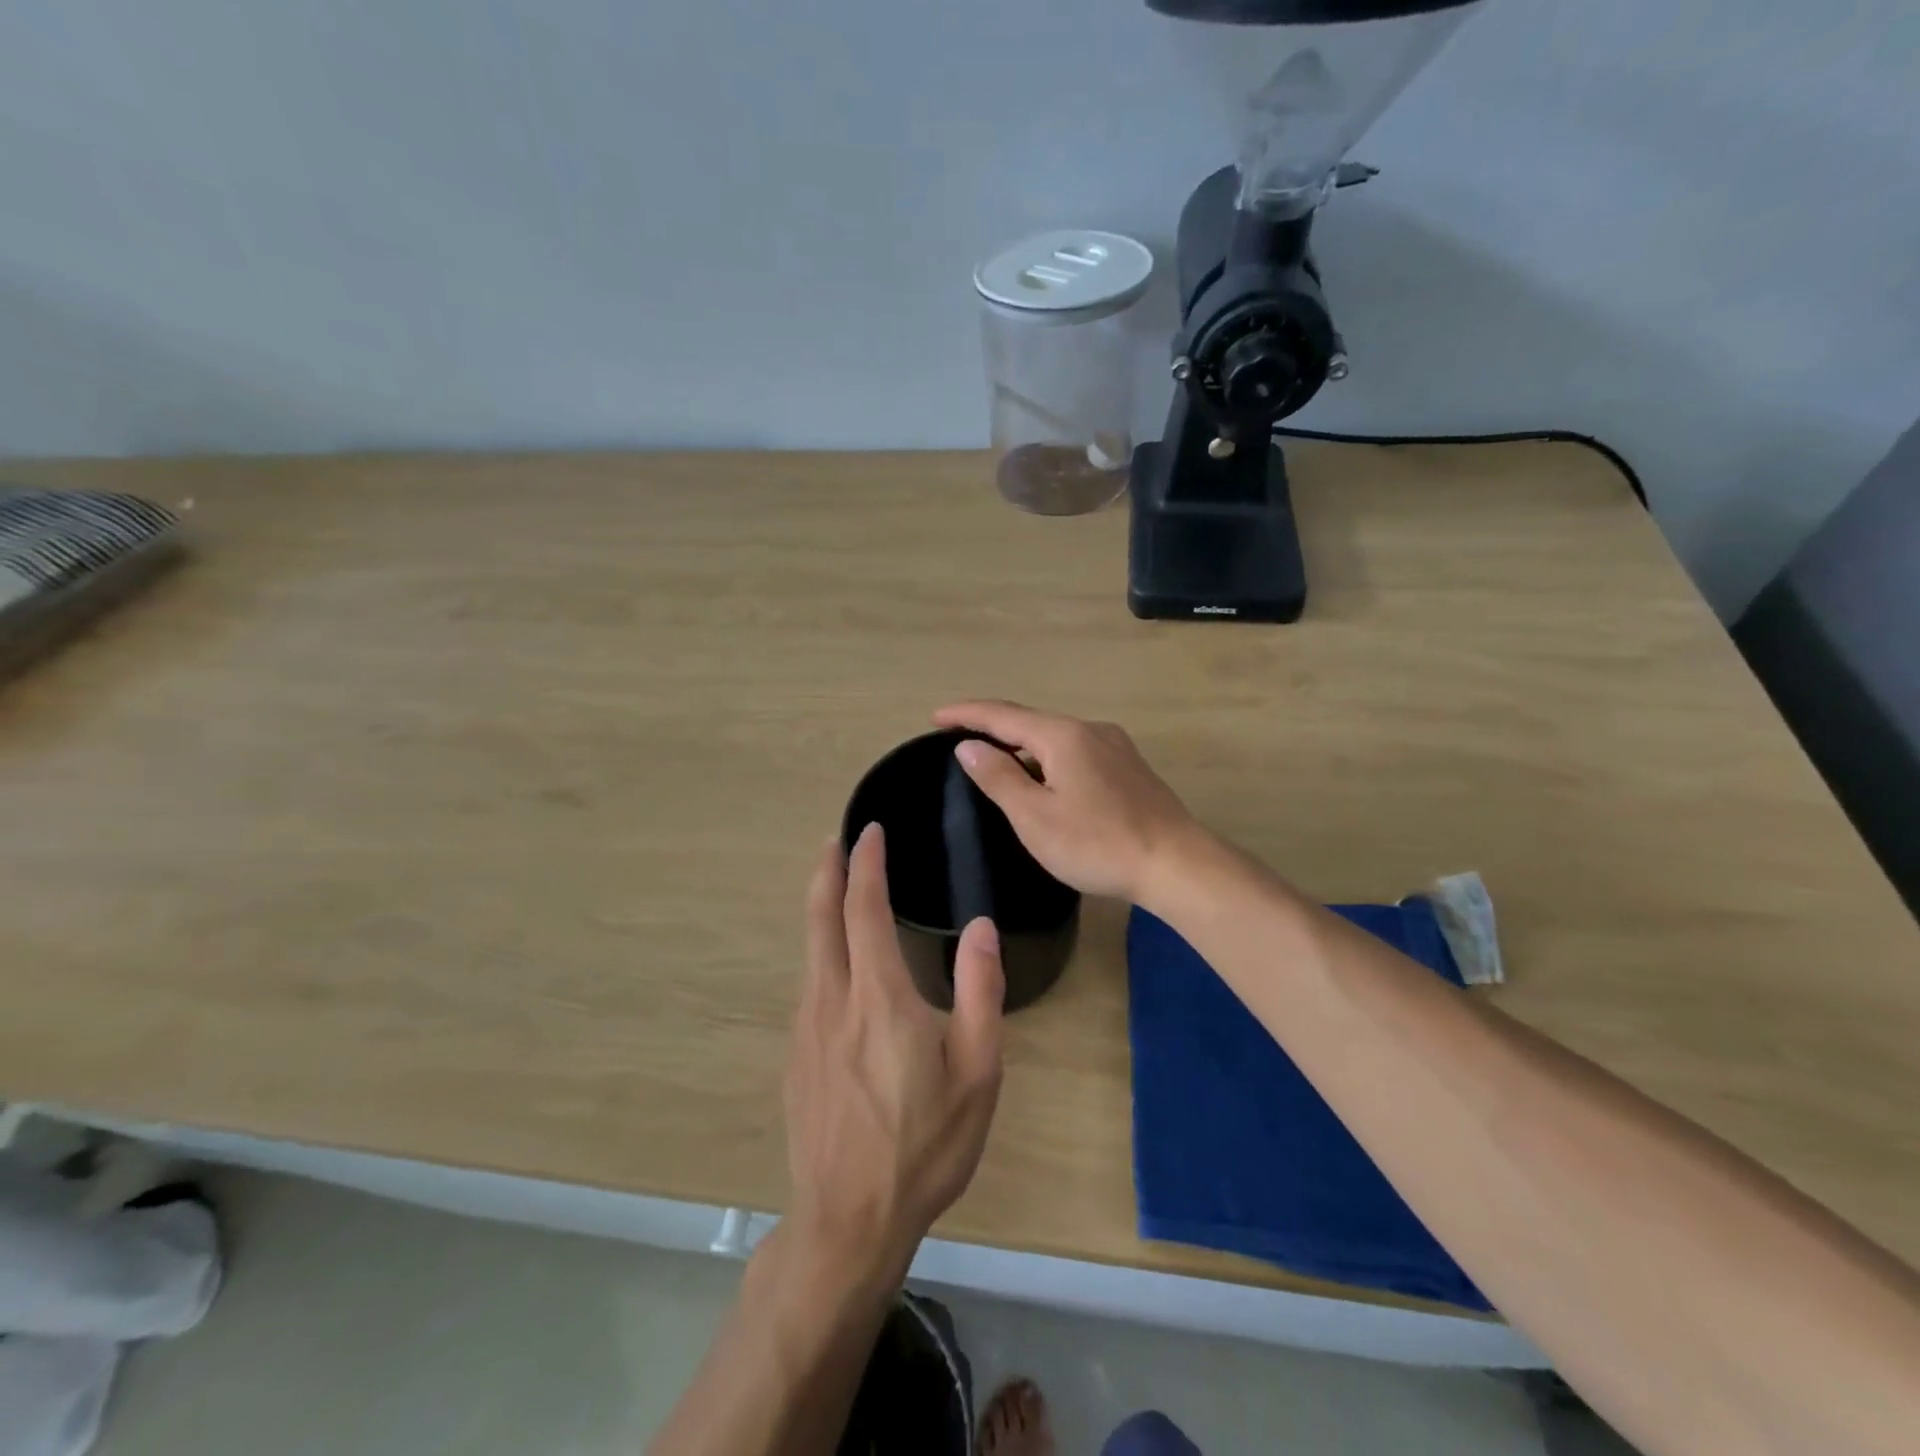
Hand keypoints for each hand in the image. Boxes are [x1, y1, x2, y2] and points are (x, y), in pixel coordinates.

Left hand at [784, 825, 1004, 1280]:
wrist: (847, 1219)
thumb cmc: (924, 1145)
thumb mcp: (976, 1072)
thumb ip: (981, 993)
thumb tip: (981, 927)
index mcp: (878, 996)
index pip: (864, 909)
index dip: (866, 864)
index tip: (869, 831)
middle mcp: (832, 998)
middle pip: (821, 917)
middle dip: (827, 870)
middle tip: (836, 839)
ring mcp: (806, 1027)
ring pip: (809, 948)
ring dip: (821, 906)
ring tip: (836, 885)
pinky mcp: (796, 1054)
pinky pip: (809, 981)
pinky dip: (820, 946)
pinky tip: (836, 959)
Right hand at [933, 700, 1205, 903]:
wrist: (1176, 864)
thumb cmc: (1097, 843)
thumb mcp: (1035, 816)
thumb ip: (999, 777)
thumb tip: (968, 745)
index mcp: (1063, 735)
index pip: (1002, 715)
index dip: (966, 714)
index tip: (935, 717)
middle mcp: (1090, 730)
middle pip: (1030, 722)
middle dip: (993, 729)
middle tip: (960, 741)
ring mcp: (1115, 747)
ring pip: (1056, 738)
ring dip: (1022, 746)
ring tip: (997, 763)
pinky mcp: (1129, 768)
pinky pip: (1076, 752)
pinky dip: (1048, 759)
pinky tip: (1045, 781)